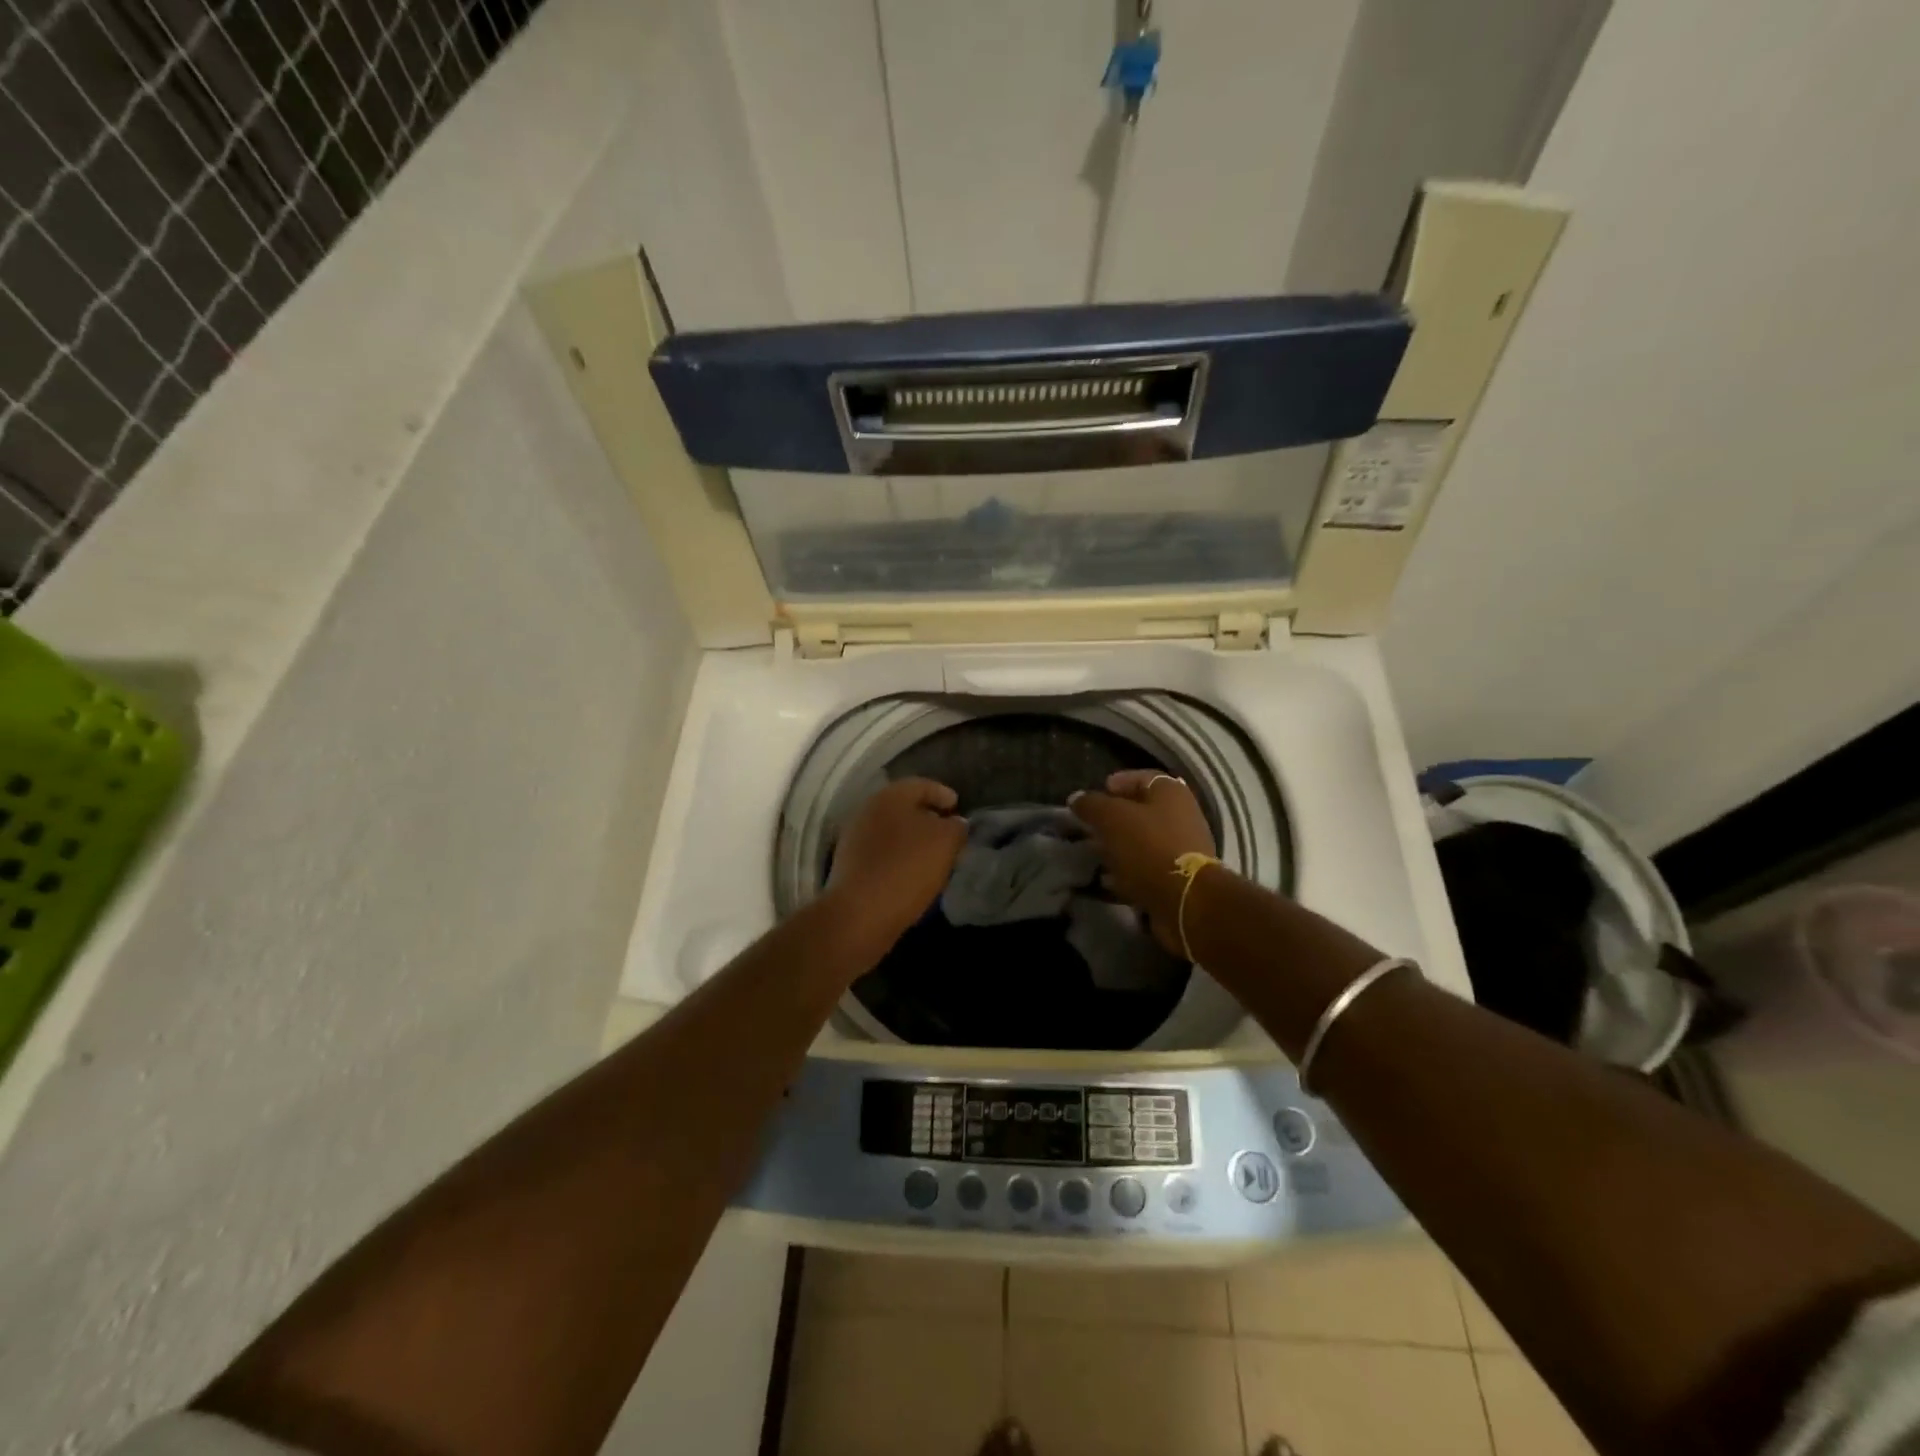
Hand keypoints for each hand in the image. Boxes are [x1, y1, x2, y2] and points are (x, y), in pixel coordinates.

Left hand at [826, 778, 967, 951]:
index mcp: (890, 796)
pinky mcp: (850, 866)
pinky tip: (914, 874)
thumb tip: (954, 823)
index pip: (921, 785)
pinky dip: (900, 858)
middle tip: (949, 832)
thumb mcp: (946, 843)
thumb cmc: (907, 868)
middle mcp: (868, 811)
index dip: (943, 794)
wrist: (859, 914)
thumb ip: (956, 827)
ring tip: (935, 856)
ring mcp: (855, 839)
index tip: (958, 807)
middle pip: (904, 807)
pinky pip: (882, 853)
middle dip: (928, 817)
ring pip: (892, 831)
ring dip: (913, 840)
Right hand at [1069, 770, 1217, 954]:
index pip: (1141, 777)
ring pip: (1143, 841)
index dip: (1116, 783)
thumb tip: (1076, 798)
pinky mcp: (1179, 877)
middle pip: (1142, 811)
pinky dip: (1128, 872)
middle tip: (1090, 827)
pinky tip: (1108, 880)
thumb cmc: (1148, 847)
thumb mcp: (1111, 818)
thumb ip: (1091, 804)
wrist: (1185, 900)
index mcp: (1171, 792)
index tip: (1095, 795)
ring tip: (1095, 855)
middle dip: (1113, 819)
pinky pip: (1148, 868)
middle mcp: (1182, 816)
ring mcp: (1183, 848)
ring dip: (1119, 847)